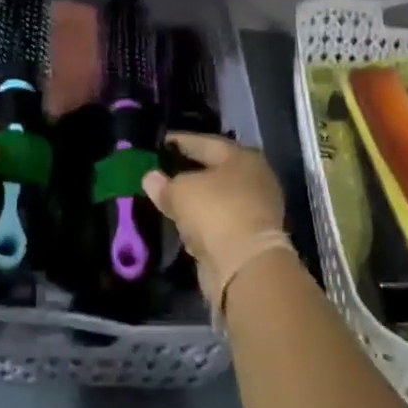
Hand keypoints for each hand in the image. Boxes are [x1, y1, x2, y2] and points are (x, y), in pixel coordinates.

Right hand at [142, 133, 286, 285]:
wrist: (246, 265)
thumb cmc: (215, 212)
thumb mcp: (180, 192)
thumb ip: (164, 183)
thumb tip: (151, 177)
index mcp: (241, 156)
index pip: (205, 142)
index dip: (180, 141)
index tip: (159, 143)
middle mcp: (254, 177)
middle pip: (215, 169)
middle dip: (189, 170)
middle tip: (163, 169)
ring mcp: (256, 208)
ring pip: (218, 197)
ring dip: (197, 198)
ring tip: (169, 197)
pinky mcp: (251, 236)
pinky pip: (220, 220)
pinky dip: (204, 220)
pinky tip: (184, 223)